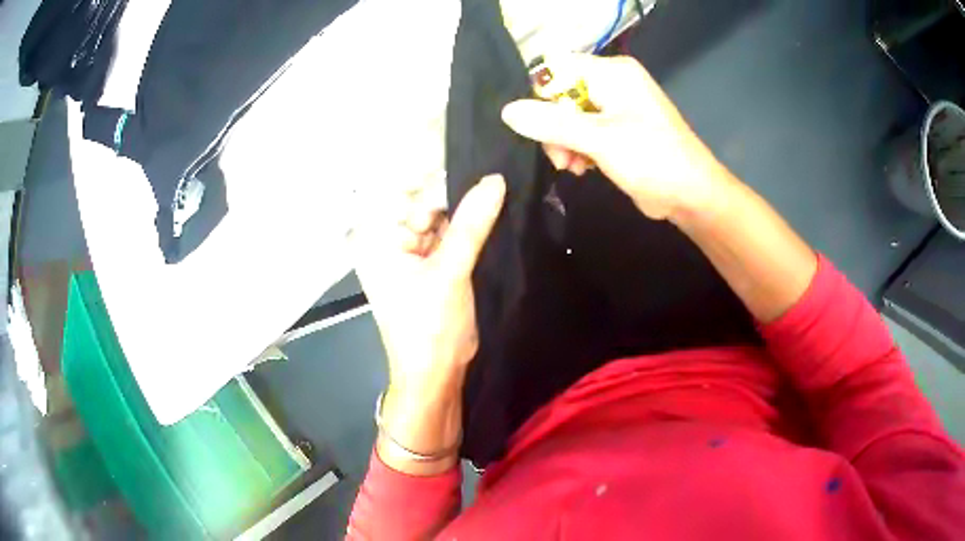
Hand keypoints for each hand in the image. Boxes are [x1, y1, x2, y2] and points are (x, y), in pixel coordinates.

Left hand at [352, 175, 505, 470]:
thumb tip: (496, 179)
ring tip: (497, 189)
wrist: (434, 375)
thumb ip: (472, 223)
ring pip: (439, 217)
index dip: (437, 173)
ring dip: (464, 209)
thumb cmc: (430, 327)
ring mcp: (407, 251)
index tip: (474, 159)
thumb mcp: (451, 271)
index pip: (403, 188)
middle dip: (455, 191)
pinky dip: (465, 228)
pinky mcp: (427, 264)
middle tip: (494, 175)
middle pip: (422, 201)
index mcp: (375, 238)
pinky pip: (447, 235)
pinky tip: (490, 210)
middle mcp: (386, 239)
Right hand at [501, 54, 728, 220]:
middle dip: (554, 126)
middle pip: (561, 94)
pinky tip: (582, 167)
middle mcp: (613, 82)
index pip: (557, 69)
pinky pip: (583, 129)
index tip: (541, 128)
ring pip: (569, 115)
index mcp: (612, 72)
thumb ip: (552, 123)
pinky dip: (577, 148)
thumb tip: (507, 111)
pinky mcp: (617, 128)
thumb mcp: (599, 139)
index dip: (542, 96)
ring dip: (564, 141)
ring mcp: (616, 105)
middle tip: (561, 156)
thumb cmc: (652, 160)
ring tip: (573, 166)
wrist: (692, 195)